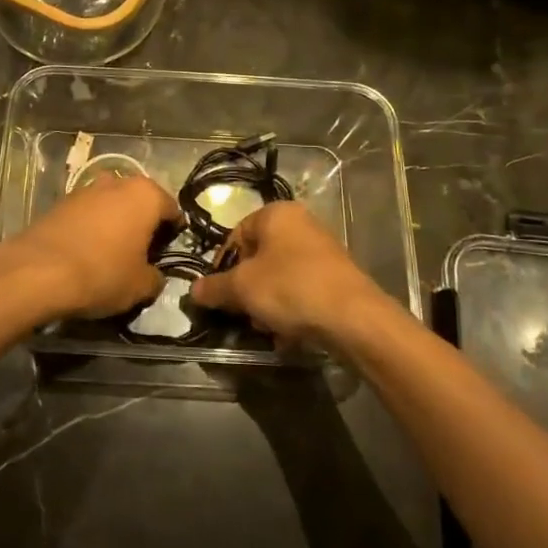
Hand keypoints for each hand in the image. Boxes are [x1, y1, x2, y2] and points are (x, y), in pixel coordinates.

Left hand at [0, 174, 180, 322]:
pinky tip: (87, 250)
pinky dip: (92, 226)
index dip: (174, 230)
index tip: (169, 250)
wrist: (39, 271)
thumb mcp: (140, 286)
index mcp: (145, 194)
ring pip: (111, 203)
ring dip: (115, 221)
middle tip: (143, 251)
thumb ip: (156, 278)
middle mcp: (117, 182)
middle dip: (143, 221)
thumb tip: (154, 276)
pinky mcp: (60, 201)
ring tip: (113, 251)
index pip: (171, 208)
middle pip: (139, 200)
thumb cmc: (103, 273)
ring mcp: (86, 189)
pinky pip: (87, 212)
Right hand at [188, 202, 386, 347]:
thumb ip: (214, 288)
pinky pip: (301, 290)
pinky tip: (287, 334)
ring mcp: (321, 251)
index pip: (236, 235)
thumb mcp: (242, 288)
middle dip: (246, 289)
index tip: (218, 293)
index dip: (222, 265)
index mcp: (276, 213)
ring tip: (266, 328)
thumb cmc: (290, 288)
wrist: (354, 318)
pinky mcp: (336, 277)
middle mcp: (300, 224)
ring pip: (278, 277)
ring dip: (266, 303)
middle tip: (242, 314)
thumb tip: (193, 291)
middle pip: (258, 257)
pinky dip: (290, 309)